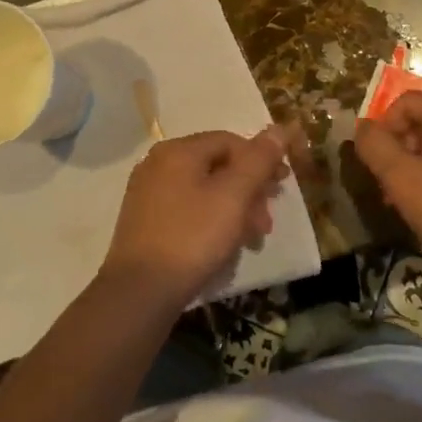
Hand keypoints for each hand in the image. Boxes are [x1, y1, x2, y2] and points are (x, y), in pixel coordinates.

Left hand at [101, 129, 288, 308]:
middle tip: (266, 222)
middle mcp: (158, 163)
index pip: (230, 141)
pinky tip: (222, 246)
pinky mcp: (144, 221)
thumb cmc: (192, 238)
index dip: (261, 160)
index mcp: (178, 150)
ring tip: (250, 239)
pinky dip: (210, 221)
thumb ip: (258, 160)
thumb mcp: (233, 196)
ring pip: (203, 190)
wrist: (139, 293)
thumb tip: (279, 128)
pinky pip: (187, 209)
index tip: (281, 187)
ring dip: (233, 210)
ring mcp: (147, 193)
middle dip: (249, 191)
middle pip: (216, 166)